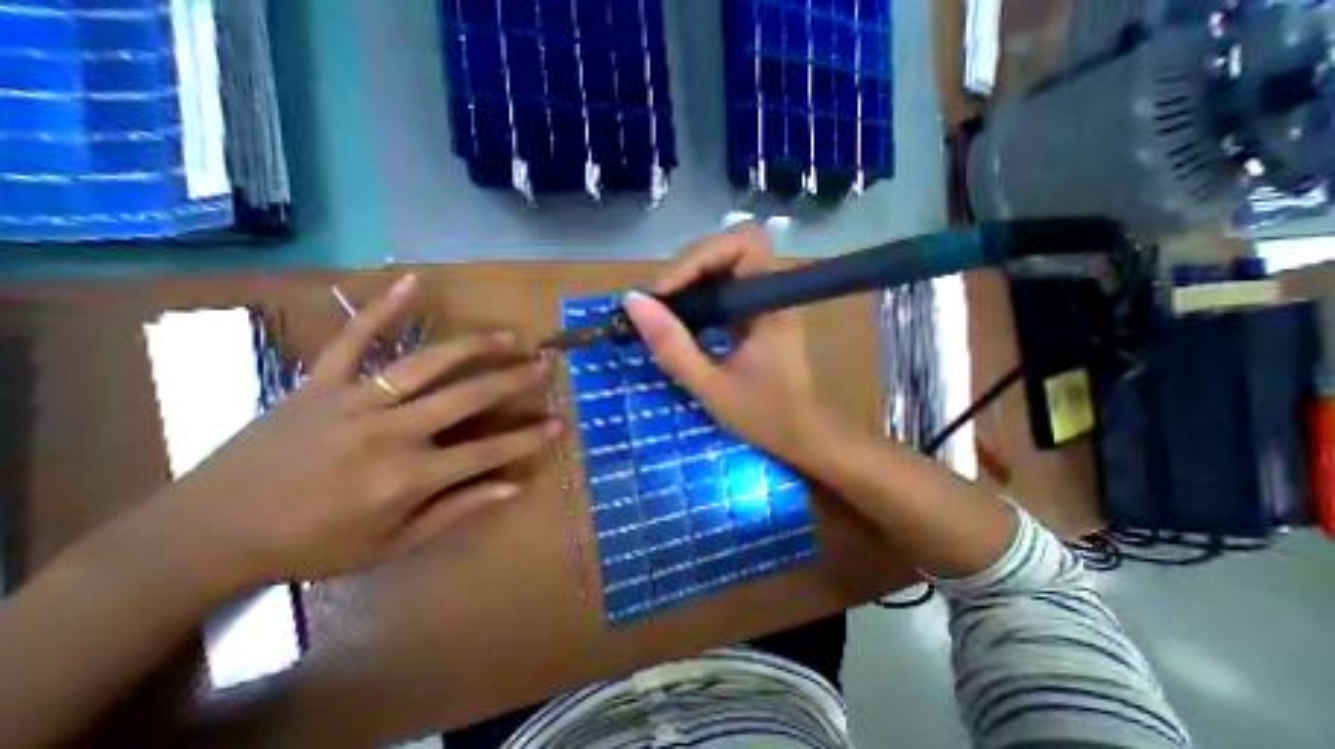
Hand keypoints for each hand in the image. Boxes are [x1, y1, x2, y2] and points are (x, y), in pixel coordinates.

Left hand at [142, 271, 558, 586]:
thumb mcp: (391, 543)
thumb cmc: (310, 546)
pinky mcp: (319, 382)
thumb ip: (456, 510)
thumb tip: (511, 488)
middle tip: (544, 364)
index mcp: (406, 477)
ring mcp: (353, 401)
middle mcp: (388, 432)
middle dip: (513, 380)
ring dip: (473, 346)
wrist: (201, 536)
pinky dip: (384, 307)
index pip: (487, 453)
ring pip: (425, 363)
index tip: (559, 423)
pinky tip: (415, 281)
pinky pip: (354, 338)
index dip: (528, 438)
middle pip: (466, 397)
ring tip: (507, 336)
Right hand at [628, 227, 830, 465]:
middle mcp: (771, 292)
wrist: (800, 434)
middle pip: (730, 248)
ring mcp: (764, 300)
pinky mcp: (755, 311)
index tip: (666, 292)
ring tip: (664, 310)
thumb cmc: (763, 416)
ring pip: (723, 264)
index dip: (701, 256)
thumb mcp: (710, 387)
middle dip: (689, 267)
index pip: (744, 245)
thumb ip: (672, 346)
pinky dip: (697, 293)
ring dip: (689, 279)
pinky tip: (683, 317)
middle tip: (659, 302)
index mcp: (771, 306)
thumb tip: (633, 302)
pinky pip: (723, 285)